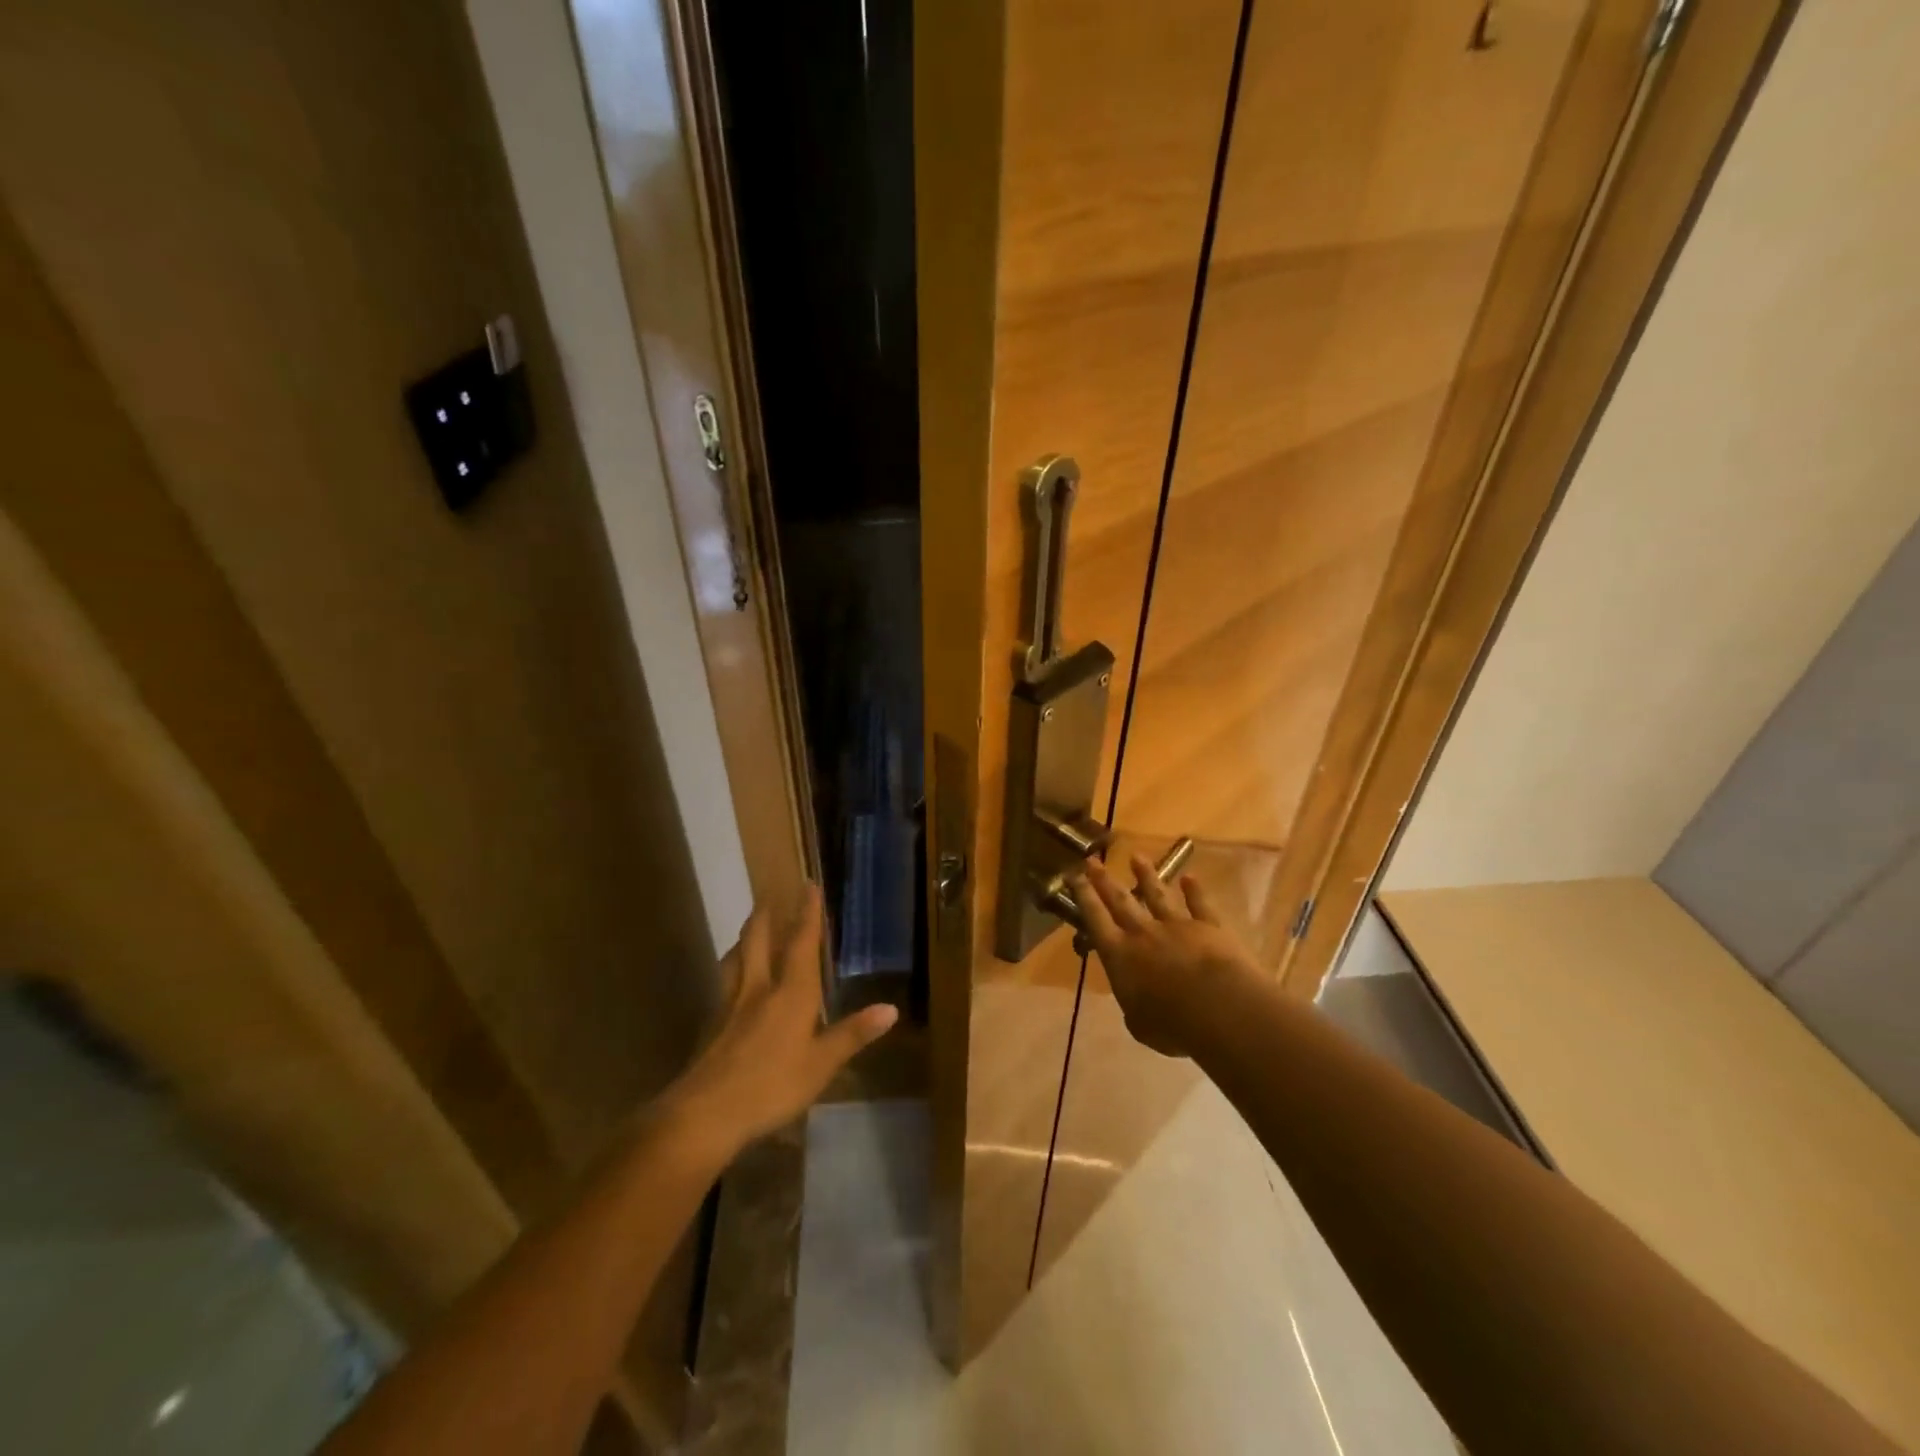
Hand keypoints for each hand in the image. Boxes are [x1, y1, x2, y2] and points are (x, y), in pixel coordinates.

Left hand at [661, 886, 896, 1154]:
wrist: (704, 1113)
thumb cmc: (771, 1086)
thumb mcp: (821, 1065)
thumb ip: (852, 1034)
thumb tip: (891, 1008)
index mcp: (790, 993)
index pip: (801, 944)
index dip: (807, 914)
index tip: (808, 885)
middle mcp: (759, 988)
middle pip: (758, 940)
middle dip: (766, 915)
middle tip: (769, 894)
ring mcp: (730, 1005)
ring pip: (736, 958)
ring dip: (744, 938)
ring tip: (749, 929)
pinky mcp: (712, 1025)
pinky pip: (724, 982)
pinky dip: (731, 968)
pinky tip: (731, 980)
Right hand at [1072, 856, 1257, 1057]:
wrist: (1220, 1008)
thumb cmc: (1172, 1024)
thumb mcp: (1140, 1025)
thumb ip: (1133, 1008)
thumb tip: (1135, 1003)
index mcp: (1120, 956)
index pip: (1096, 920)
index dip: (1084, 897)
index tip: (1074, 876)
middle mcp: (1144, 934)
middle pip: (1121, 901)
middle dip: (1104, 880)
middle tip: (1092, 860)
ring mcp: (1177, 926)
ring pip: (1157, 895)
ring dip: (1146, 875)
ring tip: (1136, 857)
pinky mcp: (1209, 927)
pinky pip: (1200, 905)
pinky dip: (1195, 891)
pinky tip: (1190, 877)